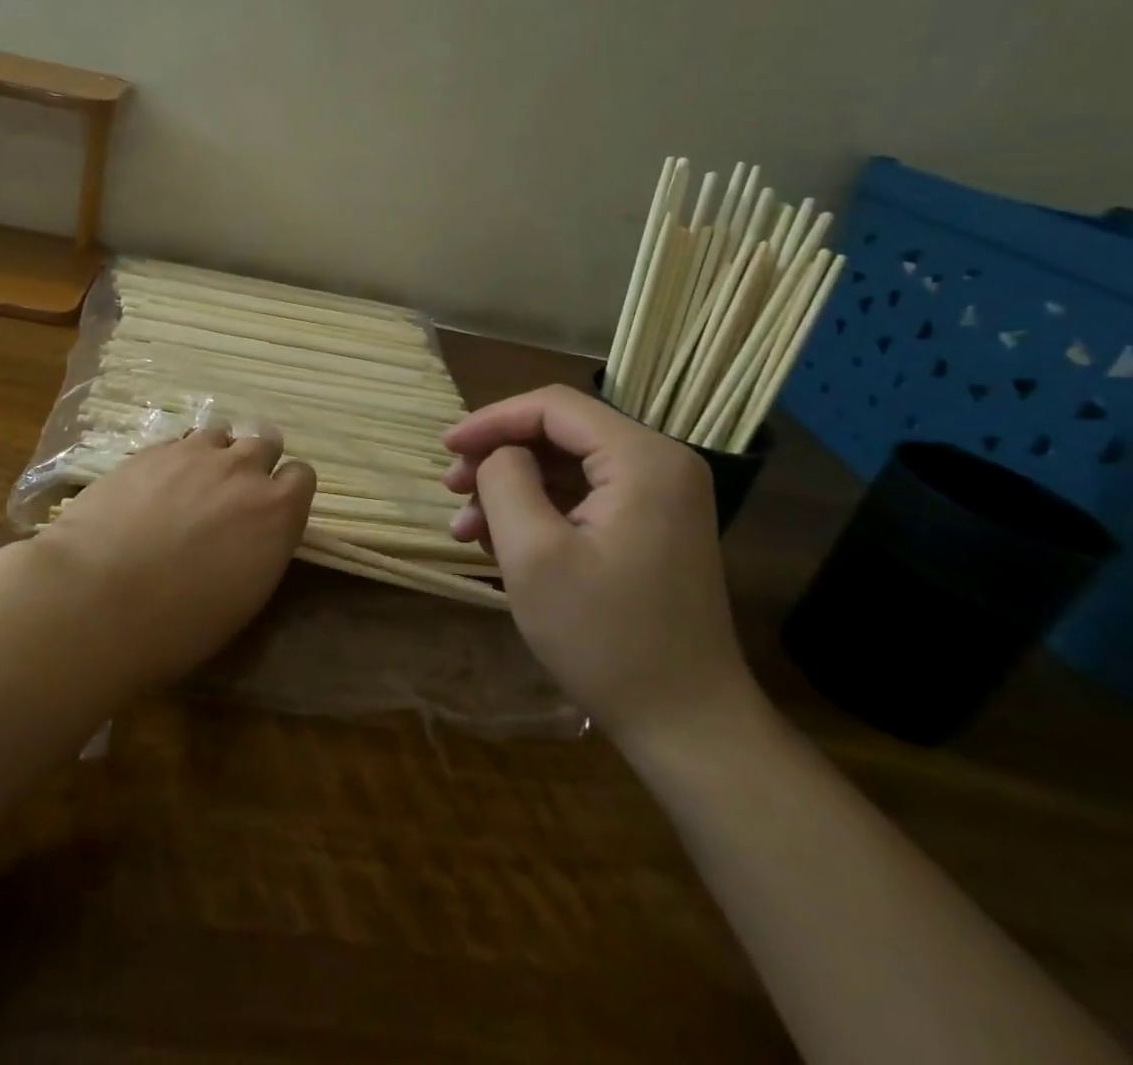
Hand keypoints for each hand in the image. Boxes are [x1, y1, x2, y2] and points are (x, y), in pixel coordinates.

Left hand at [33, 426, 315, 685]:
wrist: (99, 599)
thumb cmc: (181, 622)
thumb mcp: (244, 595)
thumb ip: (261, 547)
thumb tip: (252, 534)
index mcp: (277, 510)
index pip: (302, 476)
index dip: (287, 491)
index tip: (271, 511)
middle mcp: (242, 469)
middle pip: (266, 441)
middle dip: (255, 462)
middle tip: (232, 493)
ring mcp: (193, 453)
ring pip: (220, 433)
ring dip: (214, 454)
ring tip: (192, 483)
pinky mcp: (150, 451)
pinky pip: (177, 441)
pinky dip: (175, 459)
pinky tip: (155, 486)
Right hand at [442, 385, 758, 747]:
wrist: (687, 725)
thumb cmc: (605, 638)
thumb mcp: (534, 555)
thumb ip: (505, 481)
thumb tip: (500, 455)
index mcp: (643, 458)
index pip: (554, 406)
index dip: (492, 419)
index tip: (446, 448)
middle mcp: (661, 463)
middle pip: (561, 433)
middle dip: (499, 456)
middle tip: (452, 491)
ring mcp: (662, 497)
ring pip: (567, 466)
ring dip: (512, 488)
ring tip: (468, 529)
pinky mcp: (653, 527)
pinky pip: (585, 497)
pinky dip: (539, 511)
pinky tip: (502, 543)